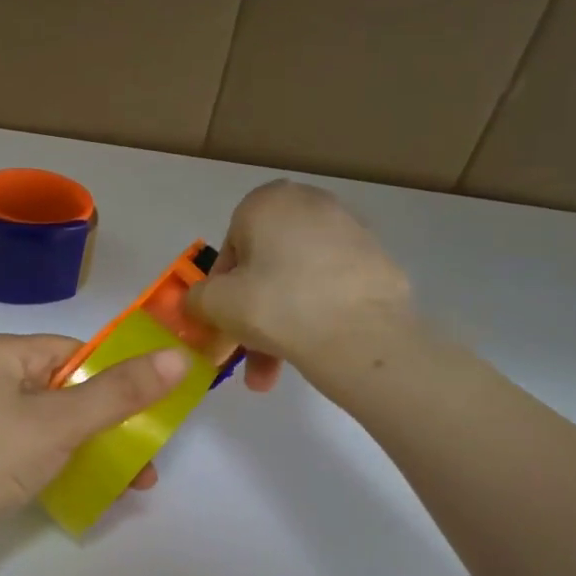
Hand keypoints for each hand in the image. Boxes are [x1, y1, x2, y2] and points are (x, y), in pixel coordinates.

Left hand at [0, 334, 188, 524]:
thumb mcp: (62, 422)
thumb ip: (120, 391)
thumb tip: (178, 357)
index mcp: (1, 353)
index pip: (73, 351)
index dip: (114, 378)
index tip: (150, 410)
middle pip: (69, 387)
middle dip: (113, 422)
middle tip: (148, 453)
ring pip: (58, 418)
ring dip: (99, 445)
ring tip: (137, 481)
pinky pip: (40, 440)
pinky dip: (71, 458)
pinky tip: (103, 485)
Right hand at [186, 180, 412, 393]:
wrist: (362, 335)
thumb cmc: (275, 305)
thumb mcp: (215, 303)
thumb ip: (196, 297)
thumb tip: (199, 301)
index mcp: (269, 201)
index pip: (231, 244)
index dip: (221, 286)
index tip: (224, 317)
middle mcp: (312, 204)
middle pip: (266, 265)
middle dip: (252, 312)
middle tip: (245, 350)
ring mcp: (351, 232)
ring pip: (297, 282)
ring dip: (280, 324)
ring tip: (273, 374)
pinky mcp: (378, 263)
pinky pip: (330, 289)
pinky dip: (315, 316)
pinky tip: (310, 353)